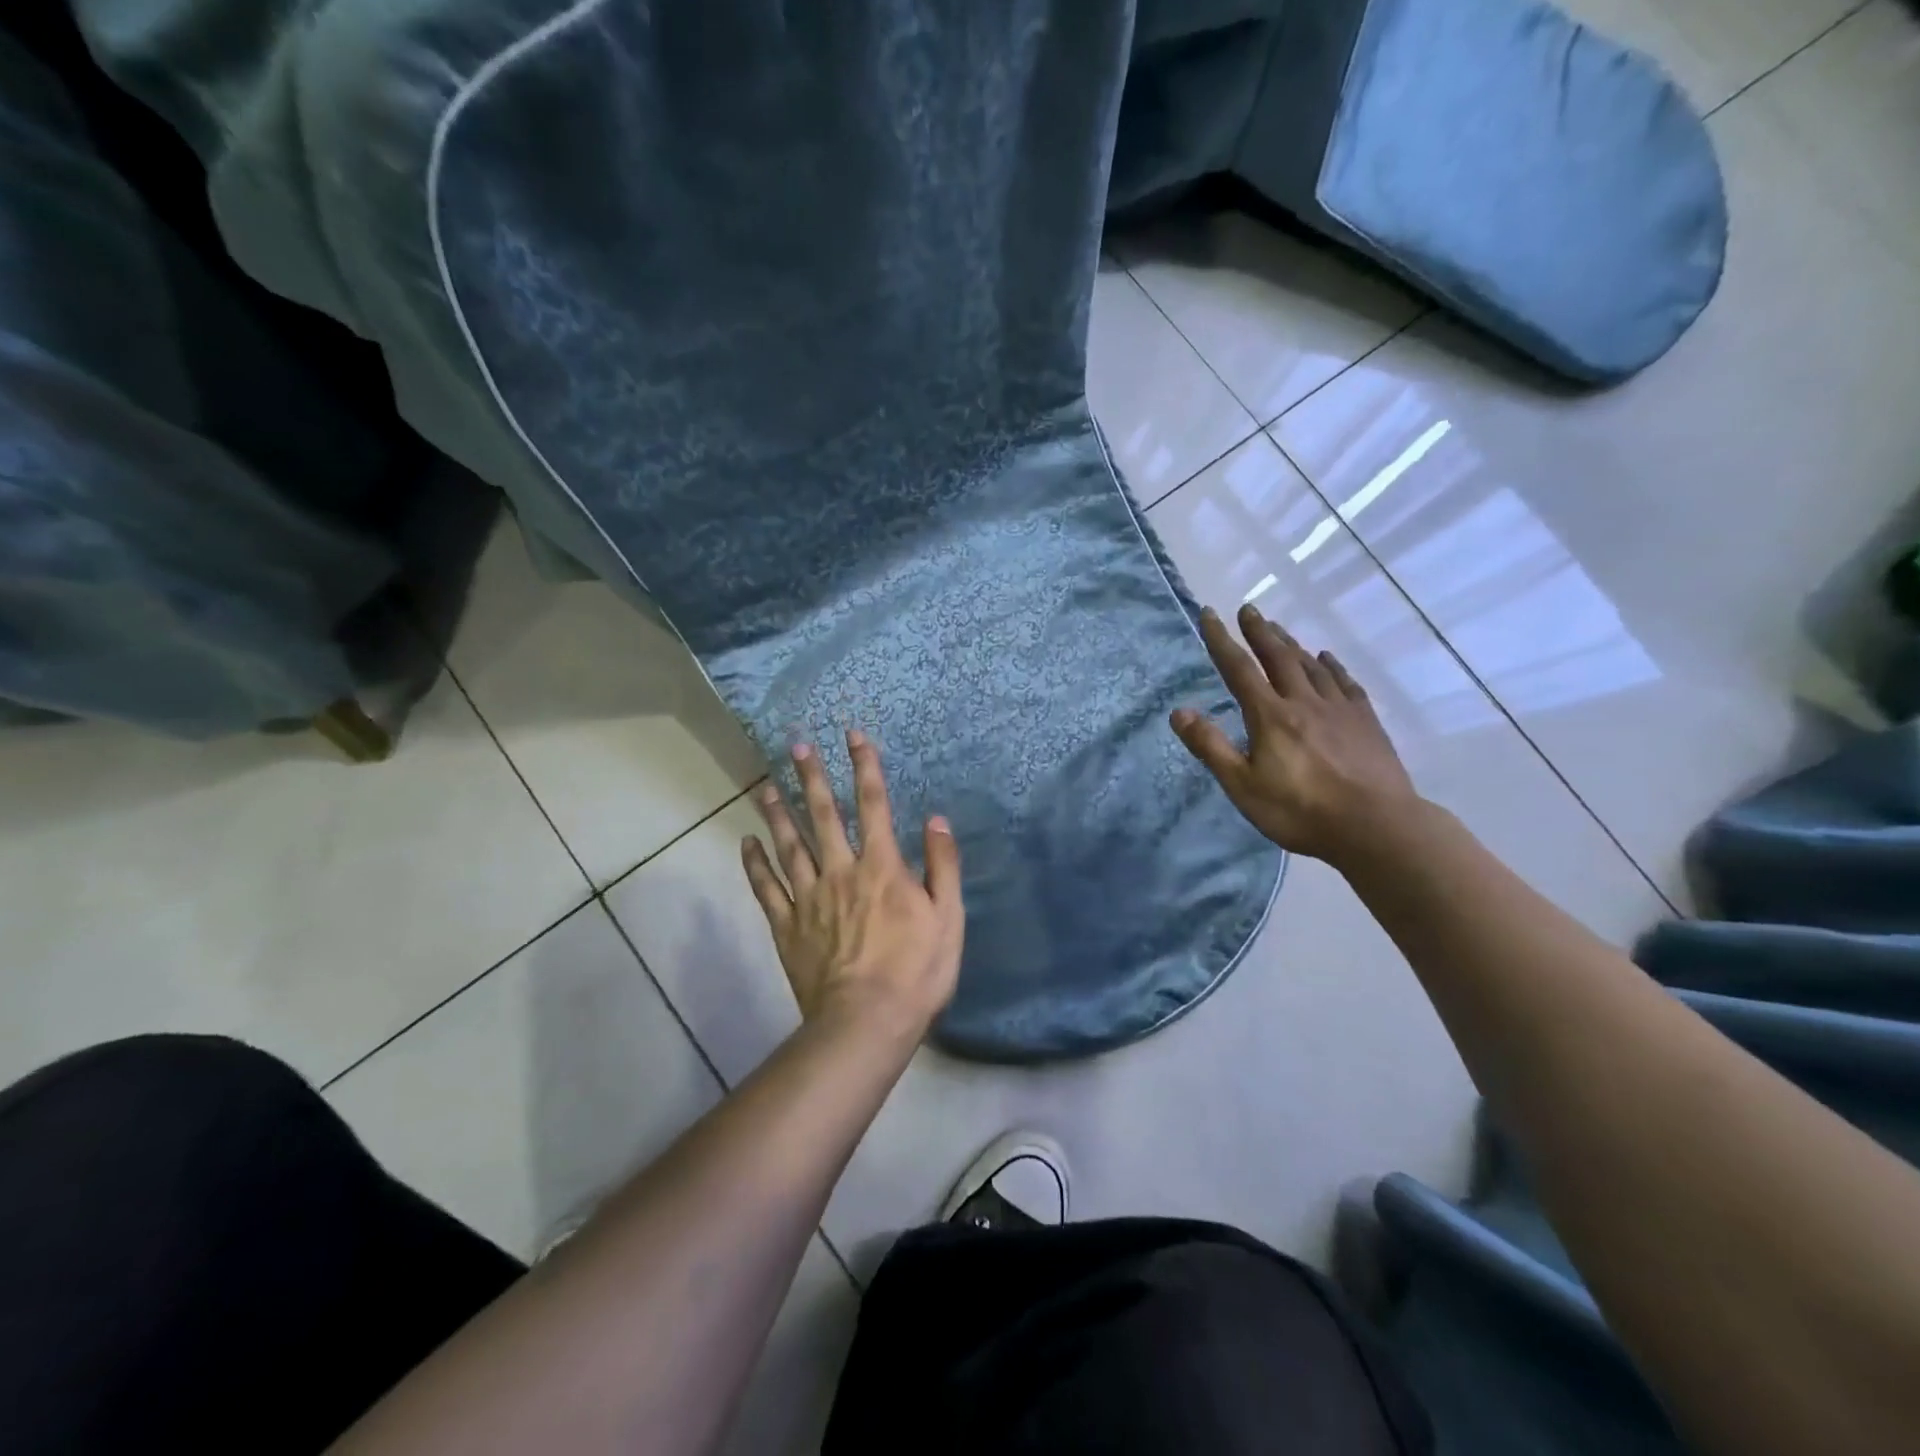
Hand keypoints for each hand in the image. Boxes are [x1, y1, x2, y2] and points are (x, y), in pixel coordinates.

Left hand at [741, 729, 963, 1048]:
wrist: (866, 1022)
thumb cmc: (916, 971)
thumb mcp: (948, 918)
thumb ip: (943, 866)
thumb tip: (936, 820)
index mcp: (881, 867)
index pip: (874, 804)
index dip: (864, 766)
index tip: (853, 736)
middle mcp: (841, 871)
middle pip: (824, 815)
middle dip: (812, 777)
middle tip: (796, 745)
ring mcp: (809, 898)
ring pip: (789, 845)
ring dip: (779, 813)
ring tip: (766, 785)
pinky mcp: (787, 926)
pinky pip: (766, 889)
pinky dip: (754, 864)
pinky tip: (746, 844)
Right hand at [1171, 603, 1421, 866]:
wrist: (1375, 826)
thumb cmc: (1300, 811)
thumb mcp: (1242, 786)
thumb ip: (1211, 747)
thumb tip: (1178, 712)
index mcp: (1270, 716)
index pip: (1240, 670)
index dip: (1222, 640)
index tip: (1209, 614)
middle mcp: (1303, 702)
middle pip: (1279, 657)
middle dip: (1260, 631)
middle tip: (1249, 609)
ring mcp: (1339, 710)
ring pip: (1311, 666)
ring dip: (1292, 644)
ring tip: (1279, 629)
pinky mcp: (1366, 722)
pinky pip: (1345, 684)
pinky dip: (1332, 666)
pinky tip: (1327, 658)